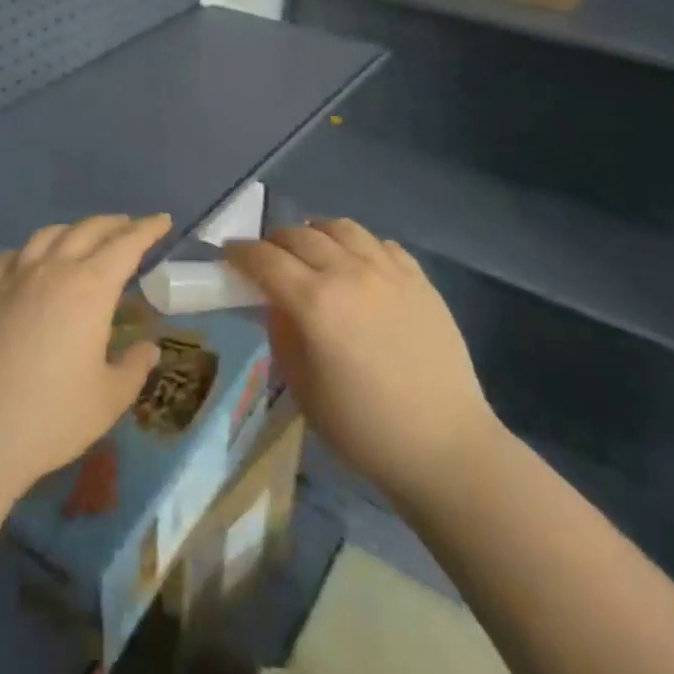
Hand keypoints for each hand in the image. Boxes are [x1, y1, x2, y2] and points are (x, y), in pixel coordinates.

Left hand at [0, 214, 170, 497]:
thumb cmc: (53, 416)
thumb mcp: (110, 398)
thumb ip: (133, 367)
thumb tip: (148, 348)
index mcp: (91, 288)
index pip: (126, 245)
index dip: (147, 229)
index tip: (162, 220)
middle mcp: (53, 270)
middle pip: (88, 230)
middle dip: (114, 224)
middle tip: (130, 226)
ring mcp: (14, 279)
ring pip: (47, 235)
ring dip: (72, 230)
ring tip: (83, 238)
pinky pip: (7, 258)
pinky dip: (25, 252)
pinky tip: (27, 263)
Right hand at [224, 219, 501, 504]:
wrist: (444, 446)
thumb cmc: (363, 428)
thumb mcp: (302, 387)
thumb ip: (282, 333)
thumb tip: (277, 302)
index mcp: (315, 303)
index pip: (264, 259)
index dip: (240, 252)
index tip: (229, 255)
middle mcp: (349, 273)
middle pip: (299, 235)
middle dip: (274, 242)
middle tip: (267, 260)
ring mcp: (388, 271)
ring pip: (340, 227)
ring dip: (315, 234)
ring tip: (312, 252)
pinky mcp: (419, 278)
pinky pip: (379, 243)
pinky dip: (358, 246)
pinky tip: (357, 266)